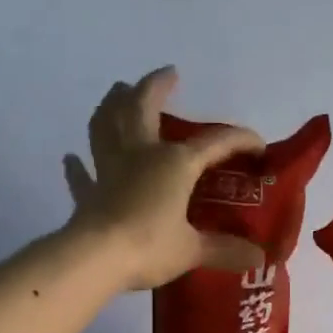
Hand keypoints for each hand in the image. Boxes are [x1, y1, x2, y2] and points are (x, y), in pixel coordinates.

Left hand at [65, 67, 266, 290]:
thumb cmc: (150, 246)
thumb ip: (225, 250)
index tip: (257, 146)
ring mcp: (109, 169)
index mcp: (175, 164)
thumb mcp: (193, 250)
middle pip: (143, 107)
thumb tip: (259, 258)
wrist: (96, 258)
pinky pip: (81, 174)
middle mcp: (140, 154)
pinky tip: (73, 158)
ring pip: (106, 124)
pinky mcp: (88, 192)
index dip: (239, 140)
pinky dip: (78, 166)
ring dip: (112, 104)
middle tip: (168, 74)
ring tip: (119, 91)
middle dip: (156, 86)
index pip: (215, 143)